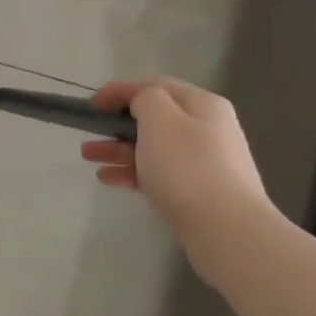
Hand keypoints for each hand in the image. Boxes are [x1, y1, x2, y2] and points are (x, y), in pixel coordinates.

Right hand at [82, 78, 269, 238]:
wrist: (226, 229)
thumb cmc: (187, 166)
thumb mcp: (160, 117)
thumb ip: (145, 98)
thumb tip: (144, 105)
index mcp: (202, 105)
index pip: (156, 86)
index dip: (120, 90)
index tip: (92, 104)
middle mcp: (207, 129)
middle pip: (154, 119)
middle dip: (116, 123)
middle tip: (89, 132)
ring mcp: (204, 163)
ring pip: (152, 148)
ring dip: (118, 148)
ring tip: (89, 156)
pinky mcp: (197, 192)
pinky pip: (158, 173)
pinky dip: (132, 171)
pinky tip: (108, 178)